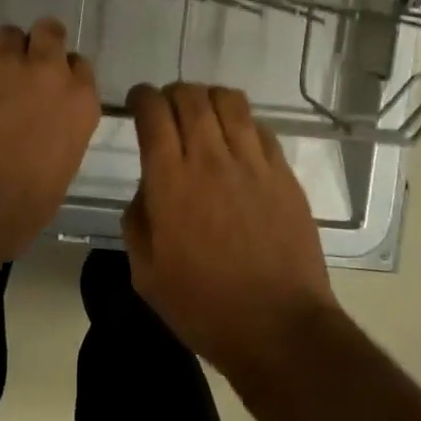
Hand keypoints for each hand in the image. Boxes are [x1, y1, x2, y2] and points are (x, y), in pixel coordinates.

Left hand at [0, 18, 99, 254]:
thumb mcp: (57, 176)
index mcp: (78, 103)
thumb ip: (60, 137)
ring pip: (7, 34)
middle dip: (36, 46)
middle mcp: (47, 71)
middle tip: (19, 70)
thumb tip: (44, 130)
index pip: (79, 66)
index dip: (61, 74)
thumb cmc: (14, 211)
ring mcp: (3, 61)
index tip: (48, 89)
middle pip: (48, 33)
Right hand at [123, 83, 337, 374]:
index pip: (153, 113)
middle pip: (190, 96)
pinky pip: (260, 127)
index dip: (142, 97)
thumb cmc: (204, 306)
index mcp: (170, 182)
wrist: (278, 327)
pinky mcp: (283, 174)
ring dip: (209, 98)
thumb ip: (137, 219)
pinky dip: (242, 123)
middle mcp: (210, 159)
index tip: (138, 102)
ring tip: (204, 115)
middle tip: (168, 109)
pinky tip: (238, 142)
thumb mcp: (145, 274)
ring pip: (229, 101)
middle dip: (173, 93)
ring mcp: (252, 163)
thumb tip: (147, 187)